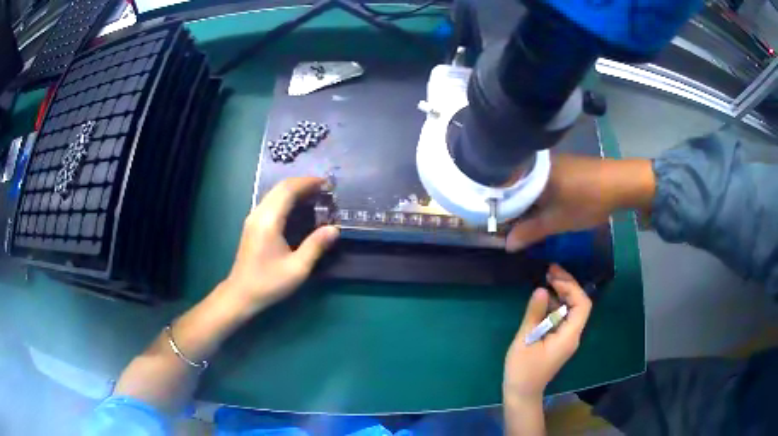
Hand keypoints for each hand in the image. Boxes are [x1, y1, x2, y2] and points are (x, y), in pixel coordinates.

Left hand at [221, 177, 338, 313]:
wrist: (241, 294)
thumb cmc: (268, 283)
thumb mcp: (297, 269)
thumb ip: (316, 246)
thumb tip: (334, 229)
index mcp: (268, 221)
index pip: (288, 190)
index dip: (308, 183)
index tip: (327, 184)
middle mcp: (258, 214)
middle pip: (280, 187)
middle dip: (303, 184)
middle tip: (325, 190)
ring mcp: (253, 218)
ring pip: (274, 193)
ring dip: (295, 191)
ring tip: (315, 197)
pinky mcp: (253, 225)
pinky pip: (271, 202)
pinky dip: (287, 199)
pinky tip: (299, 209)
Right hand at [503, 264, 591, 401]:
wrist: (522, 393)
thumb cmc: (522, 370)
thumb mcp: (525, 340)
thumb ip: (534, 314)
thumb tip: (541, 289)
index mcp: (569, 336)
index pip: (582, 304)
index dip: (571, 286)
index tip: (554, 275)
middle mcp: (573, 335)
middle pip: (579, 304)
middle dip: (567, 285)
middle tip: (549, 271)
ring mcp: (567, 338)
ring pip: (571, 309)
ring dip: (560, 293)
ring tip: (545, 279)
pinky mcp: (559, 340)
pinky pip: (562, 317)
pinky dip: (555, 305)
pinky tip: (543, 299)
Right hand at [506, 154, 654, 251]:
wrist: (619, 183)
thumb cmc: (585, 201)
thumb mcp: (556, 222)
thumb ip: (530, 233)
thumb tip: (507, 245)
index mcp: (529, 173)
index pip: (503, 194)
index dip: (499, 214)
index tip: (498, 231)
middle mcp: (535, 164)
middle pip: (515, 189)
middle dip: (514, 211)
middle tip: (514, 230)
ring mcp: (550, 163)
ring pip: (530, 186)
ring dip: (528, 204)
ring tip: (528, 223)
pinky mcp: (562, 165)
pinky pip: (542, 182)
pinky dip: (540, 197)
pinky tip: (546, 208)